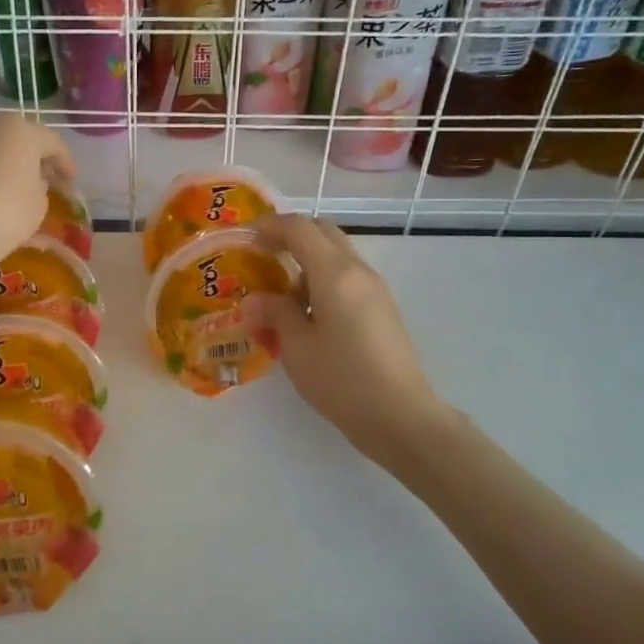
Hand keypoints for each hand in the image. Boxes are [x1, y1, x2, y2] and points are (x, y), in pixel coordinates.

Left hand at [0, 114, 75, 283]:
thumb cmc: (3, 214)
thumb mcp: (37, 206)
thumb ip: (40, 188)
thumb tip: (32, 182)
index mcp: (19, 131)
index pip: (52, 142)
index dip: (65, 163)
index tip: (70, 183)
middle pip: (16, 138)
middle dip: (31, 158)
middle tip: (42, 180)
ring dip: (1, 165)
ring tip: (9, 189)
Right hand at [251, 214, 453, 470]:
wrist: (401, 416)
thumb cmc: (342, 379)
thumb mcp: (296, 347)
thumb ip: (275, 313)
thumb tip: (254, 299)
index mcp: (335, 273)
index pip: (299, 228)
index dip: (269, 226)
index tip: (243, 236)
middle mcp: (358, 271)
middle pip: (323, 233)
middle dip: (290, 237)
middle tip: (261, 257)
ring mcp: (374, 290)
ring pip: (336, 257)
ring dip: (305, 264)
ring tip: (279, 300)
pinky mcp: (381, 310)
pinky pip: (346, 280)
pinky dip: (321, 283)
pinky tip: (306, 319)